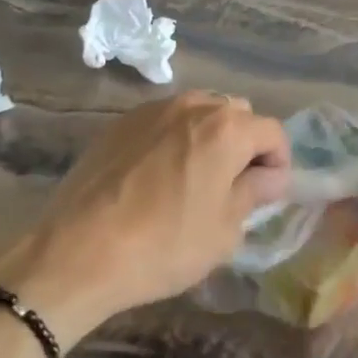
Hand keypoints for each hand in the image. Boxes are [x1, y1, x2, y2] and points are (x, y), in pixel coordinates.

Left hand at [0, 92, 288, 347]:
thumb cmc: (164, 245)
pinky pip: (164, 121)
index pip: (273, 132)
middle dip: (245, 145)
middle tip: (233, 186)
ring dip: (209, 137)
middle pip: (237, 114)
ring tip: (195, 178)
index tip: (267, 194)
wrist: (78, 252)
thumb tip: (269, 176)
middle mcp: (194, 105)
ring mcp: (154, 110)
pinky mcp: (121, 122)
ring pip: (199, 112)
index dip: (278, 162)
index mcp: (227, 128)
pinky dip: (174, 139)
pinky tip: (158, 177)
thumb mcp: (224, 230)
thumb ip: (254, 193)